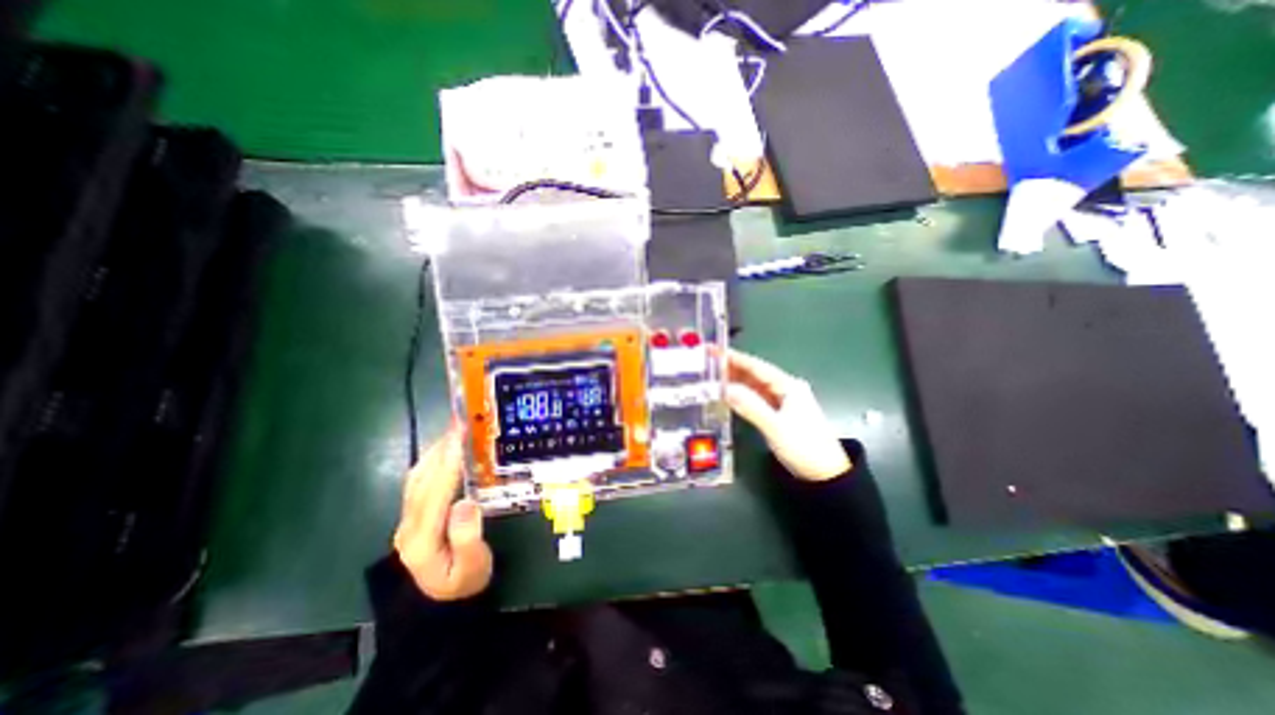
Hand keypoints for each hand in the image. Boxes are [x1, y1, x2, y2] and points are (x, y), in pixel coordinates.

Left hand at [393, 427, 491, 599]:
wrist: (441, 603)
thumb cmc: (464, 583)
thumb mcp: (473, 568)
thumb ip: (469, 538)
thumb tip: (466, 502)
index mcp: (421, 540)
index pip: (435, 494)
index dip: (448, 463)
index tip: (461, 436)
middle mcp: (407, 526)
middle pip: (422, 480)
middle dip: (442, 449)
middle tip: (462, 422)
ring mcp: (407, 519)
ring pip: (417, 477)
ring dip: (435, 451)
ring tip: (456, 430)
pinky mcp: (412, 515)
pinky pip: (419, 481)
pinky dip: (432, 460)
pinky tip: (444, 449)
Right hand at [721, 345, 850, 478]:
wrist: (826, 474)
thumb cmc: (804, 447)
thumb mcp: (775, 427)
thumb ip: (750, 407)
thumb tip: (725, 389)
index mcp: (788, 386)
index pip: (756, 367)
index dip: (734, 357)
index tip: (714, 350)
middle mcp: (786, 389)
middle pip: (754, 374)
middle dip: (731, 367)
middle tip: (707, 362)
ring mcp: (783, 401)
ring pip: (754, 386)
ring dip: (735, 381)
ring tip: (712, 376)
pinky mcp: (779, 413)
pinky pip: (756, 398)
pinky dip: (741, 395)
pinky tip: (728, 394)